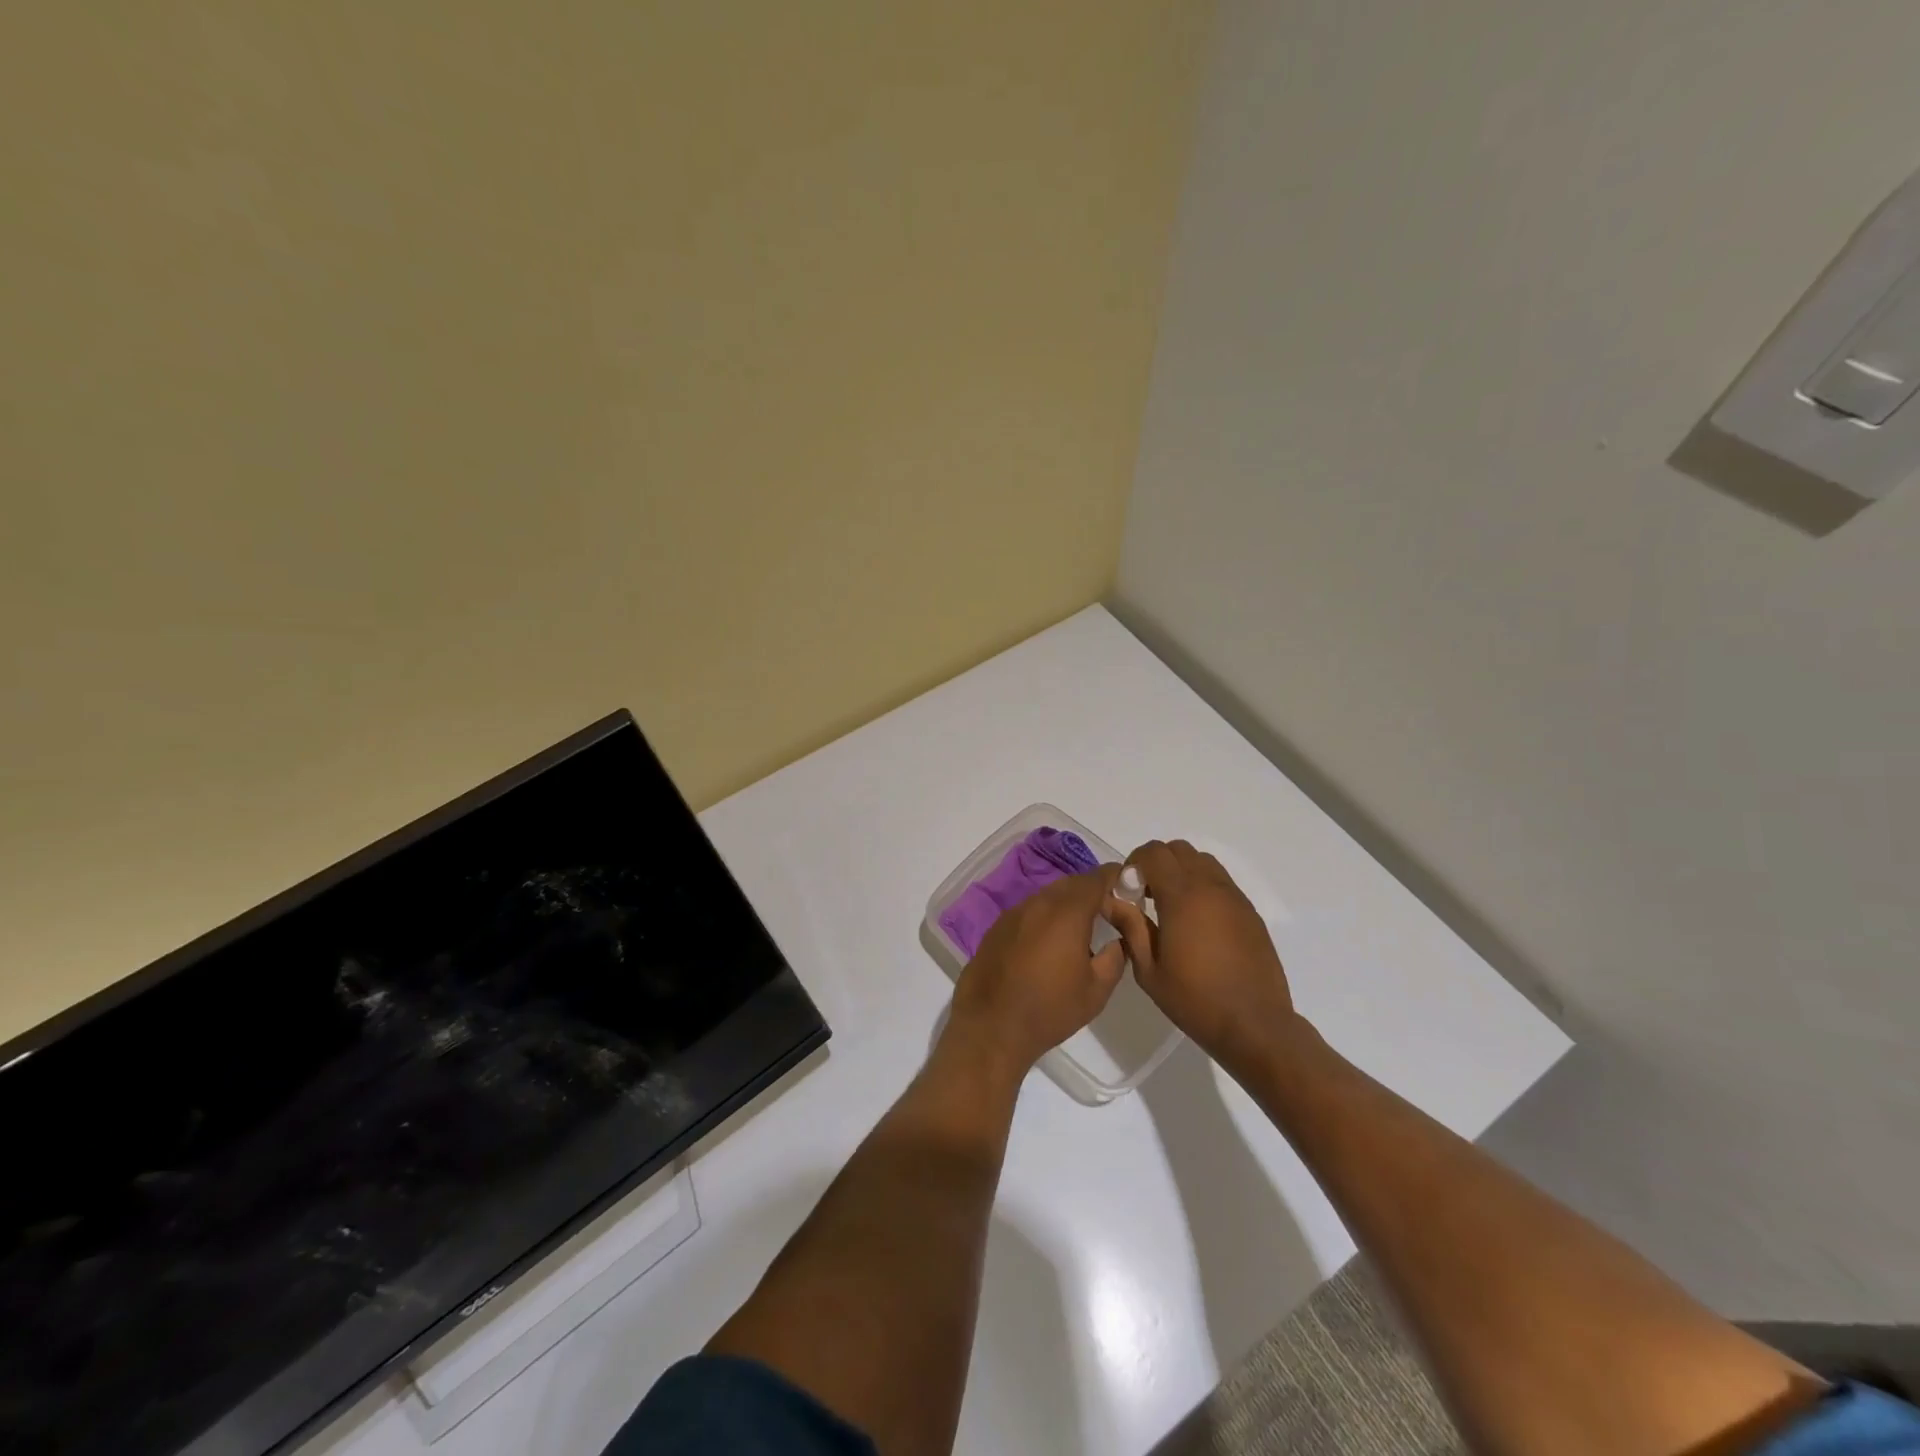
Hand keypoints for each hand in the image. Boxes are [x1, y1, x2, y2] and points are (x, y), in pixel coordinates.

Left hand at [942, 866, 1126, 1083]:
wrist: (991, 1027)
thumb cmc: (1049, 1010)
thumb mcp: (1096, 990)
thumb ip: (1114, 958)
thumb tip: (1119, 941)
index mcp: (1067, 913)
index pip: (1096, 879)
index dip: (1115, 878)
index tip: (1129, 886)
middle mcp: (1038, 903)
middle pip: (1071, 884)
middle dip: (1092, 891)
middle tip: (1108, 911)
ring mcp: (1013, 913)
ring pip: (1048, 896)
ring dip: (1067, 904)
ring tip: (1081, 929)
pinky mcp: (997, 927)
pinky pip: (1029, 911)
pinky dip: (1045, 917)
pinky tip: (1049, 943)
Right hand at [1102, 840, 1295, 1074]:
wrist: (1255, 1025)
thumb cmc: (1195, 1000)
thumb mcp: (1149, 970)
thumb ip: (1130, 927)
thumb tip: (1111, 900)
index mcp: (1182, 897)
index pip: (1154, 853)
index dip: (1134, 863)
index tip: (1127, 890)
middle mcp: (1210, 887)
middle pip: (1178, 849)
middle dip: (1156, 863)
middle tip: (1145, 895)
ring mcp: (1234, 898)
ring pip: (1202, 861)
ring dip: (1181, 872)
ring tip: (1171, 906)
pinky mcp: (1249, 912)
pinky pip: (1221, 882)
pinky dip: (1202, 886)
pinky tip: (1196, 922)